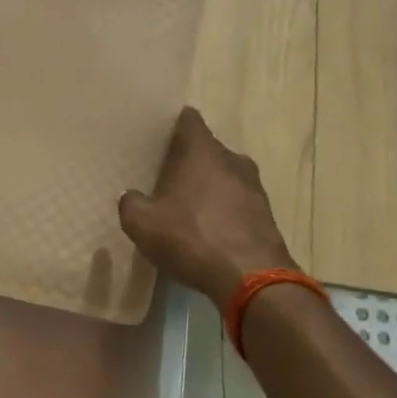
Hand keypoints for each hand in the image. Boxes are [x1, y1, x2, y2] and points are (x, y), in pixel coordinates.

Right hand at [118, 107, 298, 305]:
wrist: (251, 277)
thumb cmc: (191, 237)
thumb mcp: (141, 223)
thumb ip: (131, 203)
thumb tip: (132, 197)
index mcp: (201, 151)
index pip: (188, 120)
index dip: (173, 125)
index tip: (158, 136)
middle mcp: (231, 159)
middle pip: (206, 149)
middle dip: (188, 160)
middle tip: (165, 177)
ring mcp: (253, 186)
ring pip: (224, 175)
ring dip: (208, 186)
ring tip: (187, 206)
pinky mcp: (265, 214)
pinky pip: (237, 201)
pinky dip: (223, 209)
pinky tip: (209, 230)